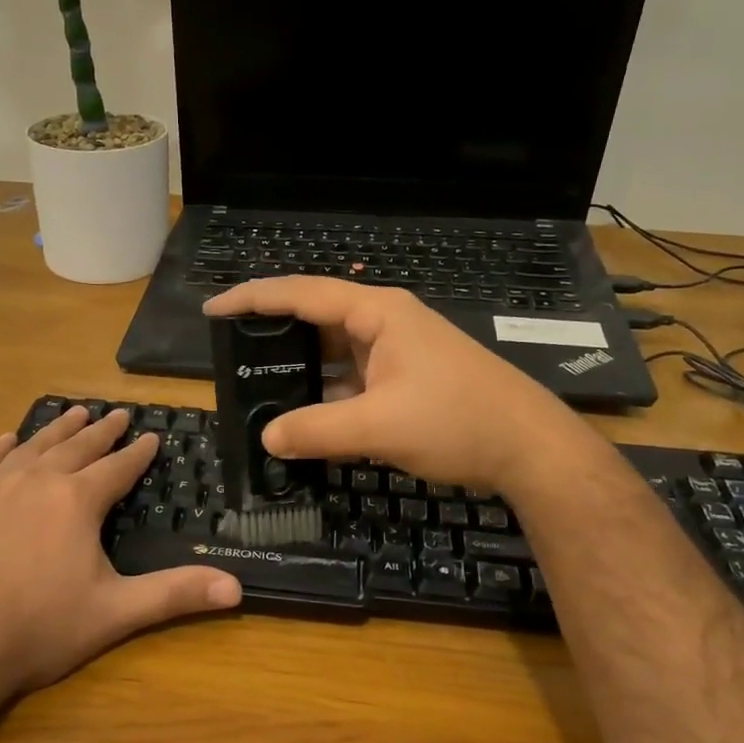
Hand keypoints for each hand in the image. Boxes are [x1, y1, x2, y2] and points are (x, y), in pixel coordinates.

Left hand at [0, 407, 241, 705]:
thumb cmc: (39, 629)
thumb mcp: (115, 613)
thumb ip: (175, 594)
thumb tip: (236, 588)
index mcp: (77, 501)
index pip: (117, 467)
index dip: (137, 452)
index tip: (151, 436)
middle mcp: (37, 481)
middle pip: (77, 447)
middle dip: (101, 431)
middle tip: (117, 414)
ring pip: (33, 446)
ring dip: (57, 429)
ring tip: (75, 413)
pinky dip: (0, 448)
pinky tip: (7, 440)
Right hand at [205, 278, 585, 493]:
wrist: (529, 449)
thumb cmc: (458, 421)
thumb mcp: (380, 426)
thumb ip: (317, 431)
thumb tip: (267, 439)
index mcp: (377, 314)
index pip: (302, 293)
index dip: (254, 298)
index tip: (213, 308)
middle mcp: (384, 324)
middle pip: (315, 320)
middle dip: (272, 335)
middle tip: (230, 356)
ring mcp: (397, 353)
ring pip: (333, 354)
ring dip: (299, 370)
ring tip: (255, 389)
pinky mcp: (405, 381)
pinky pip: (351, 380)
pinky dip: (324, 395)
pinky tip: (303, 416)